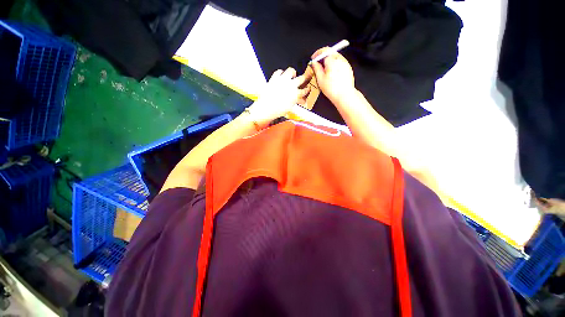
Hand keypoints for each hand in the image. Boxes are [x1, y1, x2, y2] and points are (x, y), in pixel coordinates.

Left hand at [247, 67, 309, 125]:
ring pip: (291, 71)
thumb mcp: (290, 107)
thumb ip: (296, 101)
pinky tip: (281, 75)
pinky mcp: (274, 78)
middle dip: (306, 77)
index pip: (305, 90)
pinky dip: (281, 73)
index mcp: (296, 94)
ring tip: (293, 74)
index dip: (307, 89)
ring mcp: (283, 80)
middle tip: (307, 76)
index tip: (308, 88)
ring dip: (293, 73)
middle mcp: (291, 85)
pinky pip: (279, 71)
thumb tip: (301, 100)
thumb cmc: (278, 110)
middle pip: (301, 78)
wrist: (266, 107)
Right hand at [310, 47, 355, 102]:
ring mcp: (345, 63)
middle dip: (323, 56)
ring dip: (329, 60)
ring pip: (335, 57)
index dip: (317, 53)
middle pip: (330, 52)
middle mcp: (340, 59)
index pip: (324, 50)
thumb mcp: (320, 79)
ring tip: (324, 69)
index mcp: (332, 61)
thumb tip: (314, 63)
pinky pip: (340, 62)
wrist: (344, 95)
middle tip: (318, 63)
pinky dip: (334, 64)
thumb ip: (317, 69)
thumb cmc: (332, 89)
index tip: (314, 58)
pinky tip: (331, 72)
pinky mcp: (348, 68)